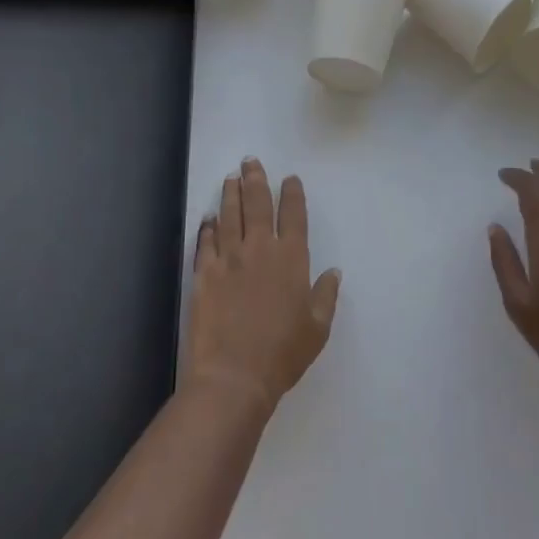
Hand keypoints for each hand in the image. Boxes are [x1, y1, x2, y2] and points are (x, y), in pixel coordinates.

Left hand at [187, 158, 340, 416]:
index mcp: (291, 258)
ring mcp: (229, 258)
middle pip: (257, 204)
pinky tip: (208, 218)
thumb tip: (334, 272)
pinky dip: (207, 227)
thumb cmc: (282, 354)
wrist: (234, 376)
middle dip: (256, 179)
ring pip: (230, 215)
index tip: (290, 179)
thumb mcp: (317, 329)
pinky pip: (206, 241)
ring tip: (231, 178)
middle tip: (250, 162)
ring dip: (230, 194)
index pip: (293, 215)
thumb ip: (325, 296)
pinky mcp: (204, 273)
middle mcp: (260, 248)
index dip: (292, 194)